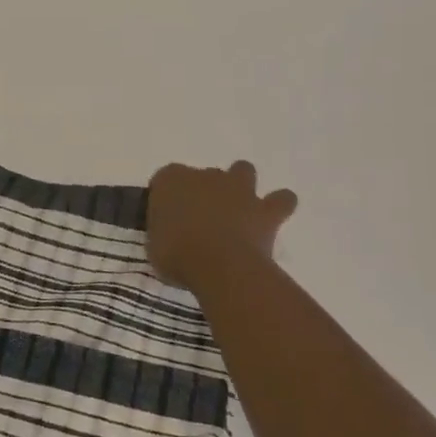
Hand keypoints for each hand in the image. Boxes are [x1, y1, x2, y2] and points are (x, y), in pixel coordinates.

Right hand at [147, 161, 298, 292]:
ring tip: (239, 208)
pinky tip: (273, 217)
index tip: (167, 218)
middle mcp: (205, 175)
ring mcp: (237, 189)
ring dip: (241, 185)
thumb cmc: (175, 255)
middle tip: (202, 220)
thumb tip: (169, 237)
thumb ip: (162, 232)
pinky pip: (281, 200)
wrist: (218, 265)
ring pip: (243, 171)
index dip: (167, 197)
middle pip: (204, 175)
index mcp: (170, 180)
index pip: (165, 179)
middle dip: (205, 192)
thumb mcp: (153, 244)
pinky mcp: (264, 209)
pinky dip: (279, 205)